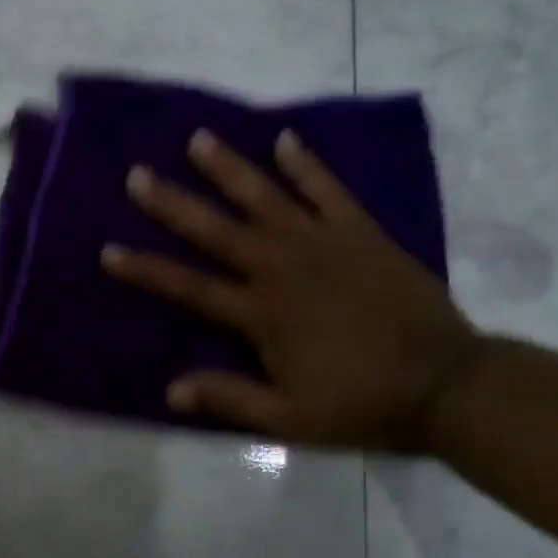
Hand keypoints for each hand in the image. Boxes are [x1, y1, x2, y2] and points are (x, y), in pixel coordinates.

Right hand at [102, 129, 478, 450]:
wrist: (447, 383)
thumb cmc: (361, 403)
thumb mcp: (288, 418)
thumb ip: (230, 399)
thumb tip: (171, 390)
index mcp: (261, 314)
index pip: (190, 287)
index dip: (147, 270)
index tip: (109, 251)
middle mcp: (284, 268)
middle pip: (218, 230)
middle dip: (173, 203)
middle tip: (138, 175)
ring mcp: (325, 244)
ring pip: (267, 197)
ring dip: (229, 169)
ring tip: (198, 139)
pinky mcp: (362, 233)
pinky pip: (329, 190)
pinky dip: (306, 165)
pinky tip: (285, 141)